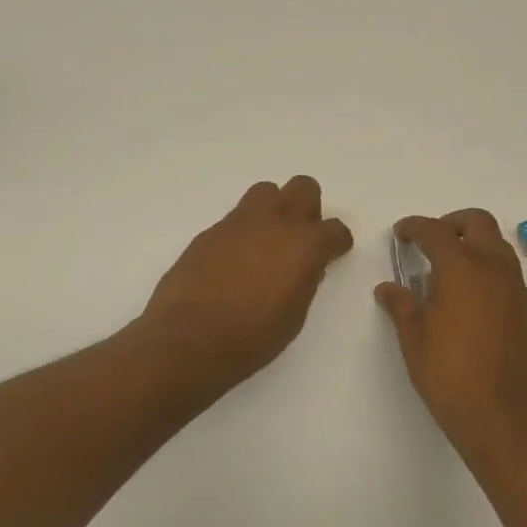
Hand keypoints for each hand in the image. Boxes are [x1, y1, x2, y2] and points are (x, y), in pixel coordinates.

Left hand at [142, 176, 354, 389]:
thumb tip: (305, 267)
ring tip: (266, 242)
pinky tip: (235, 261)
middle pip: (303, 187)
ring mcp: (239, 223)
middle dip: (307, 208)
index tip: (333, 254)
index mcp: (305, 245)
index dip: (337, 242)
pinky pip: (236, 218)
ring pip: (266, 192)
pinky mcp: (210, 232)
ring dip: (273, 210)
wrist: (189, 339)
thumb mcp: (294, 315)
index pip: (335, 229)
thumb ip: (305, 281)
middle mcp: (276, 222)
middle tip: (300, 239)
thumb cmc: (252, 337)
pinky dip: (243, 232)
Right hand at [375, 209, 526, 454]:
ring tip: (447, 266)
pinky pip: (505, 266)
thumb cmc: (448, 372)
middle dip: (450, 223)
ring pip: (496, 242)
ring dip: (472, 241)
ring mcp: (513, 285)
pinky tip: (467, 291)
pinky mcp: (523, 305)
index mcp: (461, 268)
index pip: (435, 231)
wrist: (499, 411)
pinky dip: (486, 262)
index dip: (415, 227)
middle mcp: (491, 267)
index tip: (401, 232)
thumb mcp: (414, 338)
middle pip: (476, 222)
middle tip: (429, 241)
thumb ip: (401, 305)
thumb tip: (387, 288)